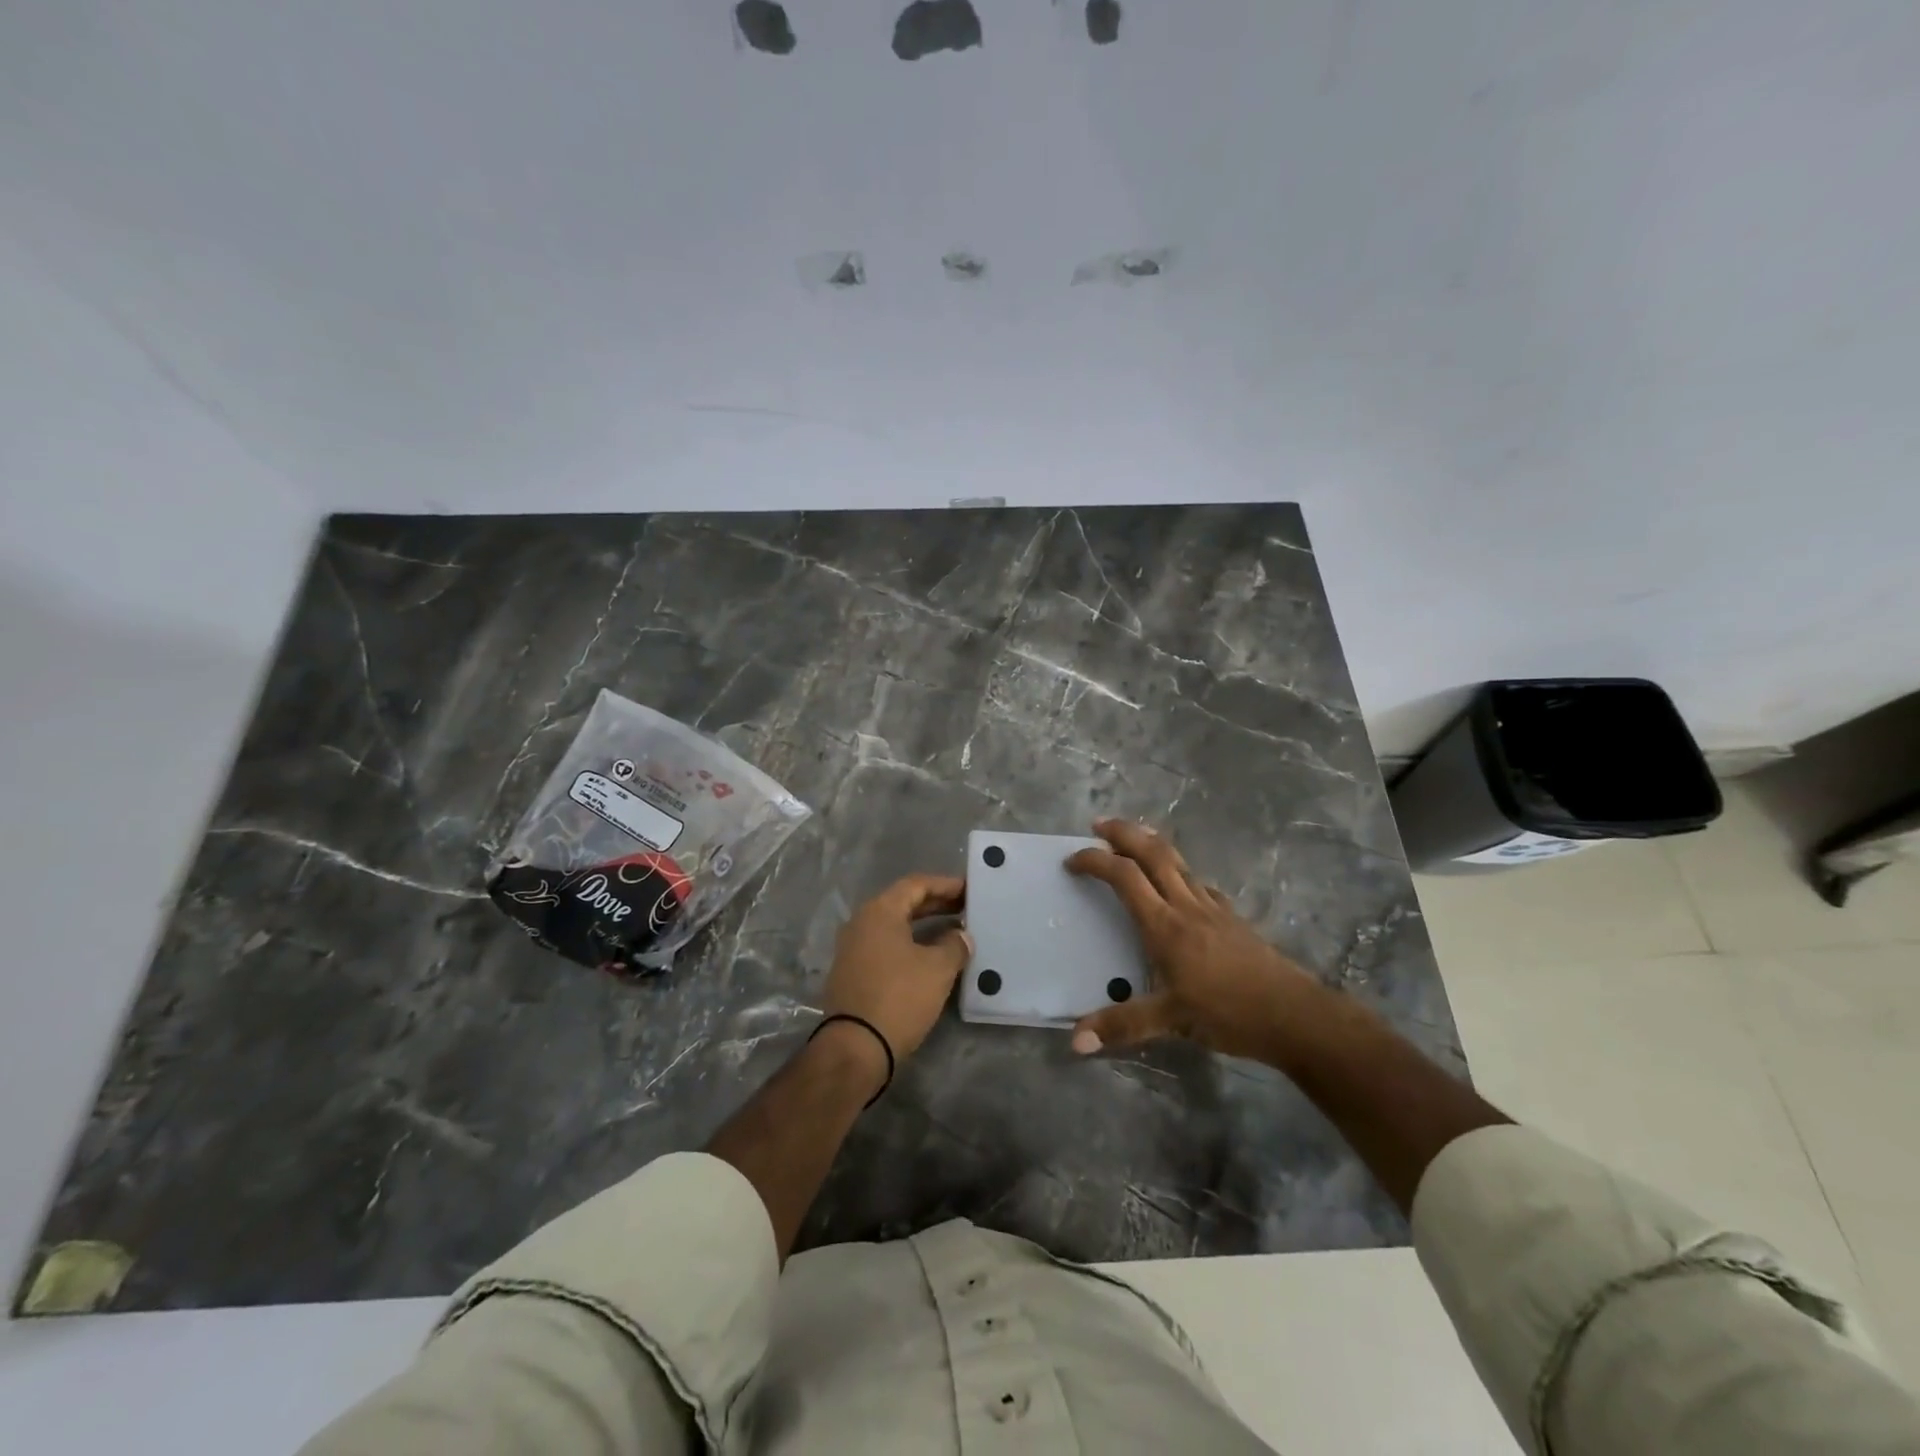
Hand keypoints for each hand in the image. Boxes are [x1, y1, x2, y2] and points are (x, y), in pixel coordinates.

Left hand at [822, 874, 971, 1067]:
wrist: (855, 1047)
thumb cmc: (899, 998)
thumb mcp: (938, 969)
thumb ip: (954, 945)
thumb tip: (961, 936)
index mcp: (879, 911)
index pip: (916, 885)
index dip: (945, 885)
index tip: (969, 890)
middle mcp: (861, 923)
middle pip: (903, 903)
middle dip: (936, 904)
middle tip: (966, 909)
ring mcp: (853, 948)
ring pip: (894, 926)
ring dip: (924, 926)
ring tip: (954, 932)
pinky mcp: (852, 972)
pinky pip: (886, 946)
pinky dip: (910, 944)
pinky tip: (930, 957)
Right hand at [1066, 819, 1322, 1059]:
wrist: (1294, 1014)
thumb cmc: (1228, 1013)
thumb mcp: (1171, 1021)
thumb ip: (1122, 1026)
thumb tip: (1075, 1042)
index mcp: (1165, 925)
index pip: (1124, 877)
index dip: (1095, 861)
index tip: (1072, 860)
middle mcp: (1186, 906)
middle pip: (1152, 853)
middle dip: (1123, 833)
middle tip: (1098, 823)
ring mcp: (1213, 908)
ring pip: (1178, 861)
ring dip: (1151, 843)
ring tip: (1133, 837)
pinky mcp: (1232, 917)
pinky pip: (1199, 882)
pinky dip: (1179, 872)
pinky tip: (1180, 884)